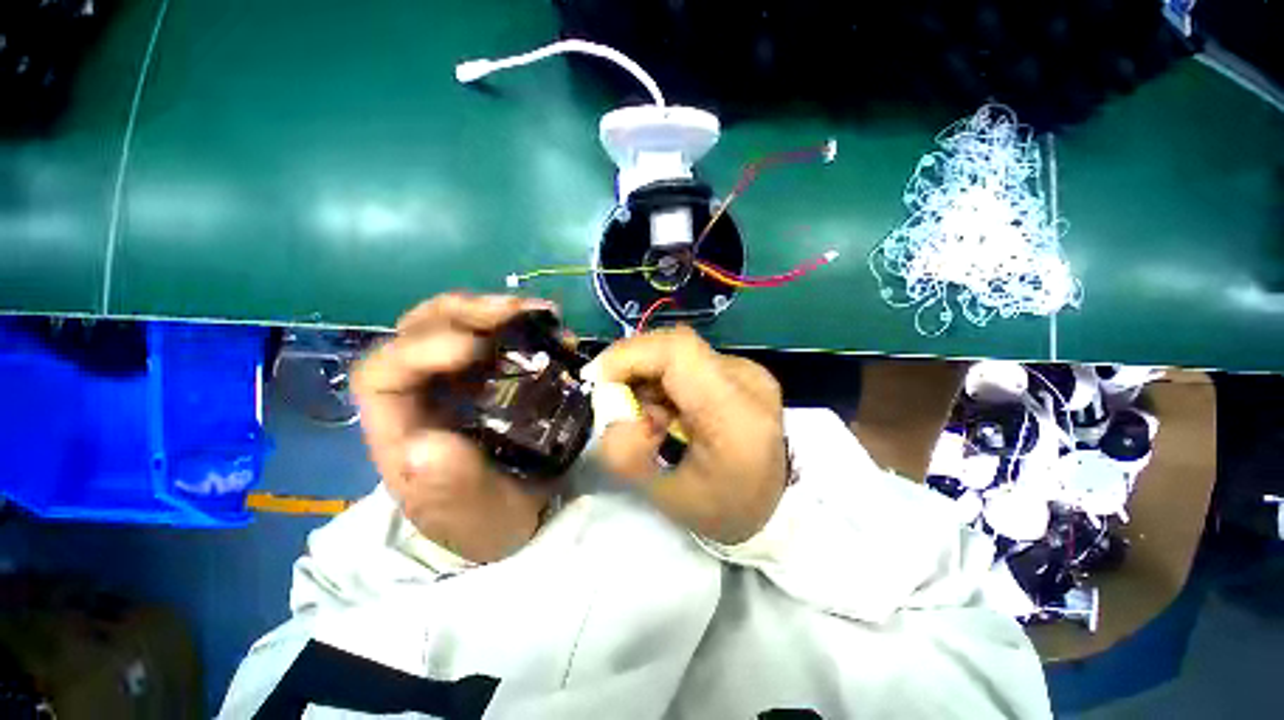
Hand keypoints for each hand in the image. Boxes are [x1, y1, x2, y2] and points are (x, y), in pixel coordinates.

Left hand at [352, 293, 559, 563]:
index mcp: (401, 430)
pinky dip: (519, 325)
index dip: (420, 349)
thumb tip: (425, 442)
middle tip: (511, 311)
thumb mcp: (475, 518)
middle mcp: (423, 395)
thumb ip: (450, 488)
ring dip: (493, 311)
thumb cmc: (489, 522)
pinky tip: (548, 326)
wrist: (519, 517)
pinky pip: (495, 337)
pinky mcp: (490, 377)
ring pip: (454, 324)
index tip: (474, 348)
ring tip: (537, 312)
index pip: (383, 375)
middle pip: (417, 332)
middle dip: (461, 313)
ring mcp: (457, 381)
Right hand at [587, 326, 786, 543]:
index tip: (598, 380)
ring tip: (648, 417)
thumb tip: (609, 412)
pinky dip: (665, 379)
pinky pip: (691, 361)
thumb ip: (626, 454)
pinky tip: (667, 410)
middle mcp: (748, 381)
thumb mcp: (664, 496)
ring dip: (649, 377)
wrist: (773, 508)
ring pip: (680, 352)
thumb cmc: (721, 510)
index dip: (630, 355)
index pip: (678, 352)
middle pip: (675, 346)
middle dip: (633, 368)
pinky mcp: (744, 372)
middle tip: (617, 404)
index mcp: (735, 415)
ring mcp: (749, 372)